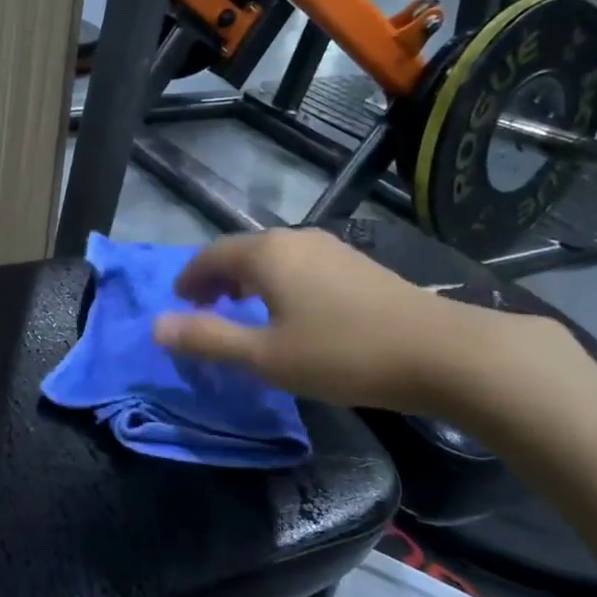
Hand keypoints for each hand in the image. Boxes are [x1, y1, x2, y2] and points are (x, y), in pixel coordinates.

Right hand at [152, 229, 560, 416]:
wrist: (440, 351)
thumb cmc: (342, 354)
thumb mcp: (265, 357)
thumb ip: (207, 340)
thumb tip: (156, 327)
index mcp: (266, 254)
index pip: (211, 256)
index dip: (189, 278)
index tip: (178, 303)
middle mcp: (295, 239)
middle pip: (241, 251)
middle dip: (216, 277)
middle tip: (204, 308)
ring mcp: (330, 248)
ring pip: (272, 256)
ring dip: (247, 279)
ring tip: (240, 308)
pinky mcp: (356, 264)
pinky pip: (298, 264)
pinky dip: (277, 281)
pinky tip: (290, 309)